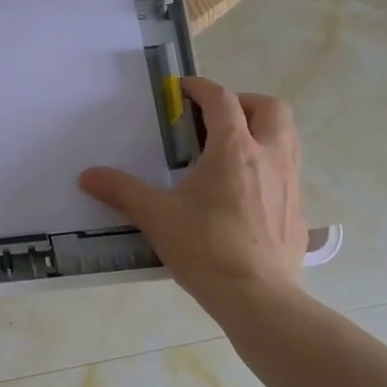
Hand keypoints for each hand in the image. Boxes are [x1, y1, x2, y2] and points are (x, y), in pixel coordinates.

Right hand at [79, 77, 306, 314]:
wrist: (258, 299)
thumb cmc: (206, 249)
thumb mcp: (156, 217)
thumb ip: (121, 191)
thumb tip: (88, 176)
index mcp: (234, 150)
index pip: (222, 100)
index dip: (201, 88)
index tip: (183, 89)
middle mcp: (270, 156)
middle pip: (270, 108)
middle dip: (243, 102)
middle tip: (215, 118)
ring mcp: (291, 183)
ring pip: (288, 136)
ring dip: (262, 129)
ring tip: (231, 147)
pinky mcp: (298, 210)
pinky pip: (289, 169)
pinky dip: (269, 163)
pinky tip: (245, 189)